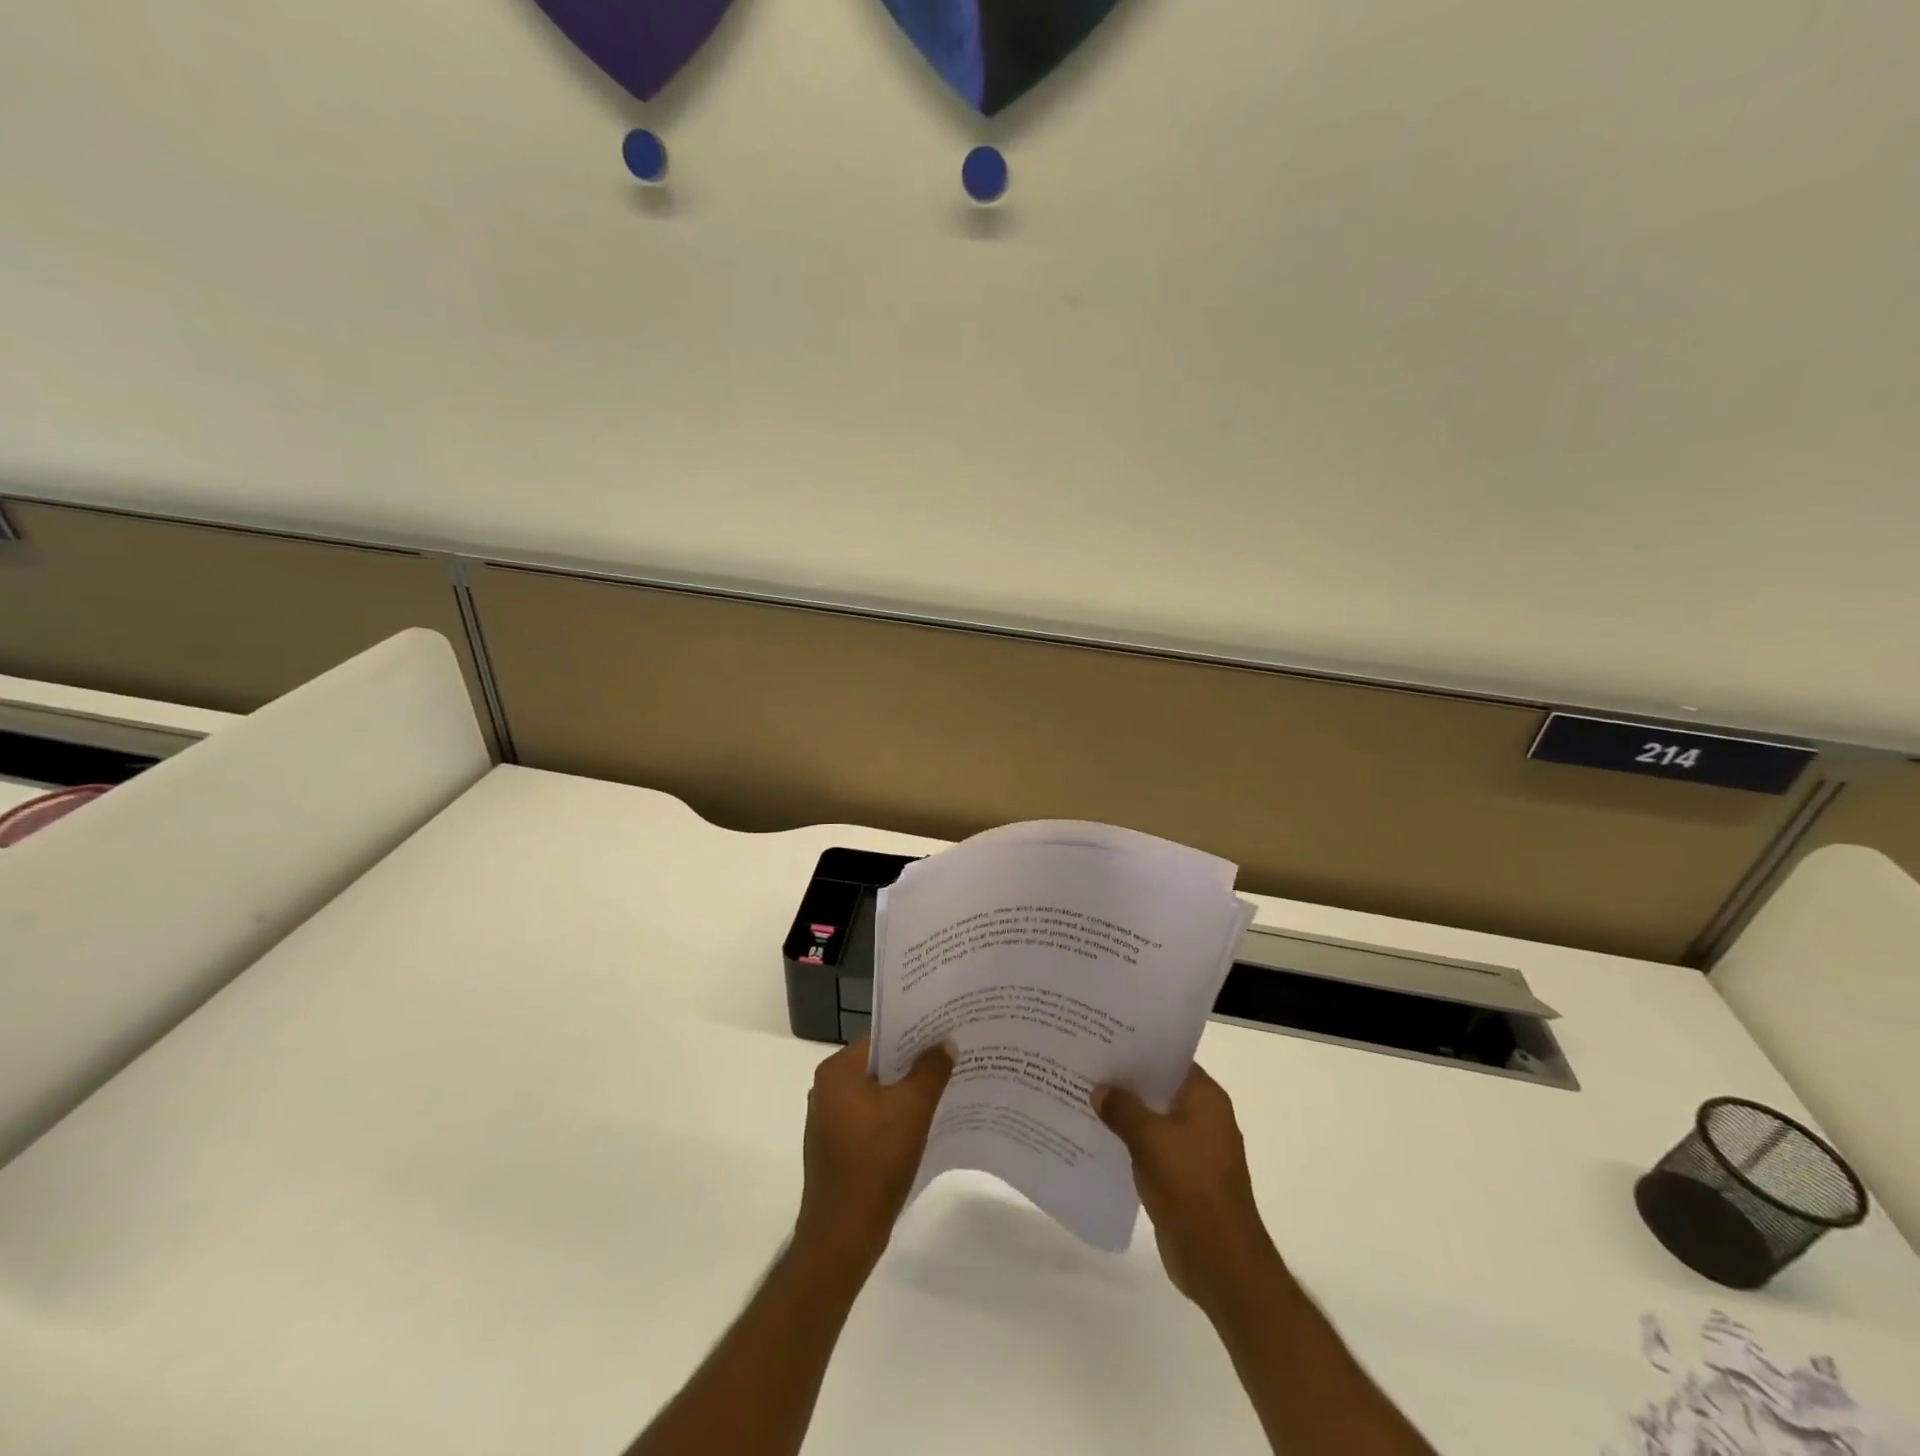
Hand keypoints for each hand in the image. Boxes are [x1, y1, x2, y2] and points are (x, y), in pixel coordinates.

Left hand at [794, 1038, 953, 1269]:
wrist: (843, 1236)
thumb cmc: (875, 1161)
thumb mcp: (913, 1109)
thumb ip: (931, 1070)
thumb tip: (945, 1043)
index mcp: (837, 1072)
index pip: (881, 1039)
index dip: (915, 1036)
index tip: (945, 1035)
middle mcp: (826, 1090)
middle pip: (879, 1066)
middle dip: (914, 1065)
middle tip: (950, 1060)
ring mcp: (829, 1121)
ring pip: (876, 1094)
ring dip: (906, 1093)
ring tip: (943, 1090)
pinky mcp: (837, 1148)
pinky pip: (871, 1119)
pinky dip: (894, 1118)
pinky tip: (922, 1126)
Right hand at [1096, 1064, 1282, 1316]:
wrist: (1221, 1263)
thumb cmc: (1191, 1188)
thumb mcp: (1151, 1141)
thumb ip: (1123, 1110)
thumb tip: (1099, 1089)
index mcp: (1205, 1099)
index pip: (1169, 1059)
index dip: (1138, 1048)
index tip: (1104, 1038)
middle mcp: (1202, 1117)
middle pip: (1158, 1087)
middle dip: (1125, 1080)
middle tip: (1085, 1063)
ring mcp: (1193, 1148)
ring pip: (1152, 1118)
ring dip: (1124, 1112)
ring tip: (1083, 1095)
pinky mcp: (1182, 1175)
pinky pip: (1150, 1146)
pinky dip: (1129, 1141)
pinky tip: (1096, 1136)